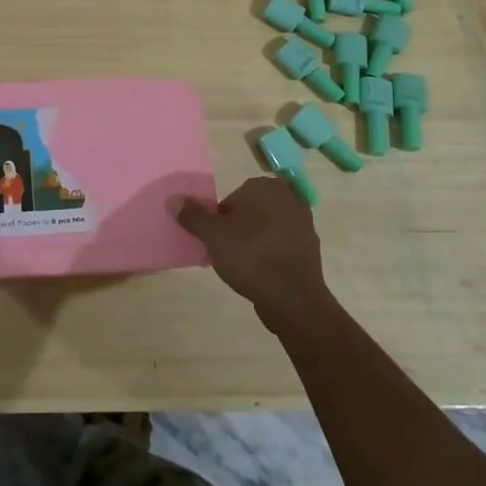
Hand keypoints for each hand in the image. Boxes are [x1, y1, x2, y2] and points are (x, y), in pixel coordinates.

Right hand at [177, 177, 330, 326]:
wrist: (292, 299)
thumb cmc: (250, 256)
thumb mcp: (212, 234)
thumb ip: (193, 215)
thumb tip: (174, 199)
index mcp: (266, 187)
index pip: (232, 199)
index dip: (220, 221)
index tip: (216, 242)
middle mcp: (289, 198)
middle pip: (249, 212)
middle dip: (237, 230)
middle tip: (227, 254)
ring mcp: (304, 224)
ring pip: (266, 229)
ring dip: (253, 243)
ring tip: (242, 267)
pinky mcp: (310, 249)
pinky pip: (280, 246)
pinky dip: (270, 256)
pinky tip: (260, 275)